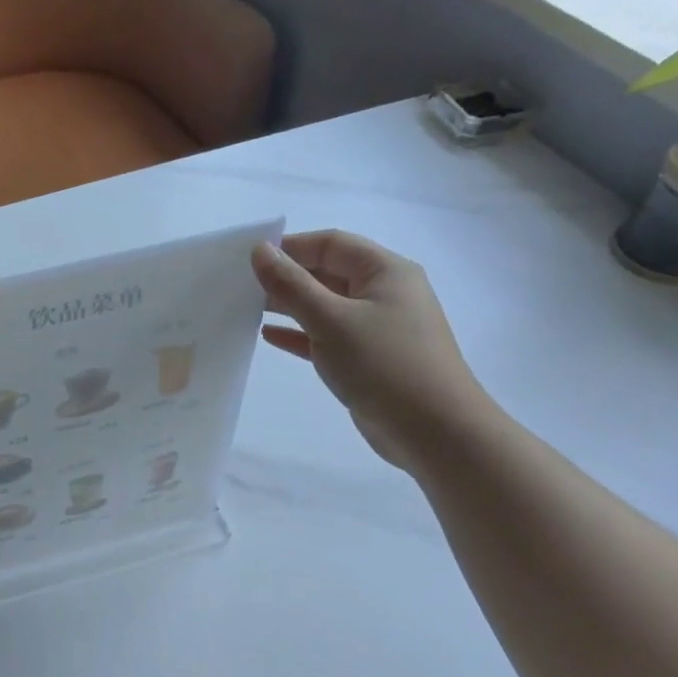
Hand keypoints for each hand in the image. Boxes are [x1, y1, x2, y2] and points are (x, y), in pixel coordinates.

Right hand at [252, 231, 495, 471]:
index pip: (331, 244)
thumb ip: (291, 284)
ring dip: (290, 306)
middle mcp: (385, 293)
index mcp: (385, 271)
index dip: (290, 247)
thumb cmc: (384, 365)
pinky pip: (328, 336)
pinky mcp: (369, 359)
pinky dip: (301, 334)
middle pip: (328, 272)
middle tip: (241, 286)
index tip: (248, 260)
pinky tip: (269, 337)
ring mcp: (378, 328)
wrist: (435, 433)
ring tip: (247, 309)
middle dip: (287, 277)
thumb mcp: (331, 320)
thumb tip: (259, 250)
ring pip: (326, 306)